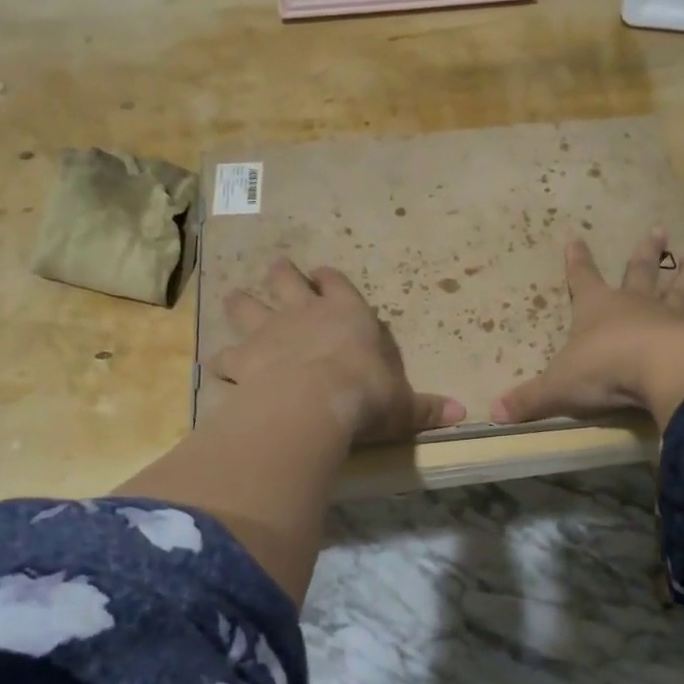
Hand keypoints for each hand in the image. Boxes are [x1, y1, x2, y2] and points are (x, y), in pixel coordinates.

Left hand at [209, 259, 465, 444]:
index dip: (329, 280)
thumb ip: (426, 408)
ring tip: (236, 300)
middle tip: (277, 269)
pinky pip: (223, 357)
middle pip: (285, 280)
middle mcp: (303, 313)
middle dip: (281, 274)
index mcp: (346, 314)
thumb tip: (463, 414)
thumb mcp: (402, 405)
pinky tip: (220, 370)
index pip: (336, 284)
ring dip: (241, 304)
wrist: (314, 402)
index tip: (324, 277)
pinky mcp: (241, 359)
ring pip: (245, 306)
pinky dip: (221, 363)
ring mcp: (267, 332)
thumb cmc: (366, 394)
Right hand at [491, 230, 683, 430]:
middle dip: (645, 253)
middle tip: (659, 230)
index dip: (577, 261)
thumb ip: (528, 400)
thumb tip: (491, 412)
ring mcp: (671, 320)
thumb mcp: (557, 388)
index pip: (582, 279)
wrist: (658, 374)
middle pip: (640, 273)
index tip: (575, 237)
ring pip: (680, 293)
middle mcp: (636, 306)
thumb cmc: (603, 372)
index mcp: (598, 310)